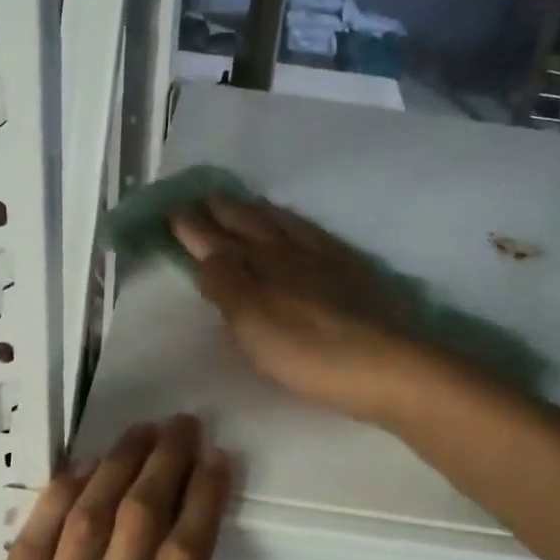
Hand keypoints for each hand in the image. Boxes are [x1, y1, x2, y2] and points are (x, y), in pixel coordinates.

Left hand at [0, 417, 236, 559]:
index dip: (204, 499)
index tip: (218, 459)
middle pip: (139, 525)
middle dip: (166, 463)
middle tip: (185, 425)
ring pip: (87, 522)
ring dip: (118, 465)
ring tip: (143, 429)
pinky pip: (30, 546)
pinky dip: (58, 499)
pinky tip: (83, 467)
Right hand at [170, 194, 441, 425]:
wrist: (386, 365)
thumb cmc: (309, 353)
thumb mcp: (253, 325)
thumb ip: (226, 287)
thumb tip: (205, 256)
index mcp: (259, 267)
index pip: (217, 242)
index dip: (194, 227)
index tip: (173, 209)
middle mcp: (287, 254)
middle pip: (249, 226)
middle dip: (223, 211)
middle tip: (204, 195)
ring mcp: (323, 259)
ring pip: (282, 225)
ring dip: (257, 212)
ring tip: (244, 202)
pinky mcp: (352, 270)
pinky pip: (314, 234)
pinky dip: (295, 224)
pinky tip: (297, 226)